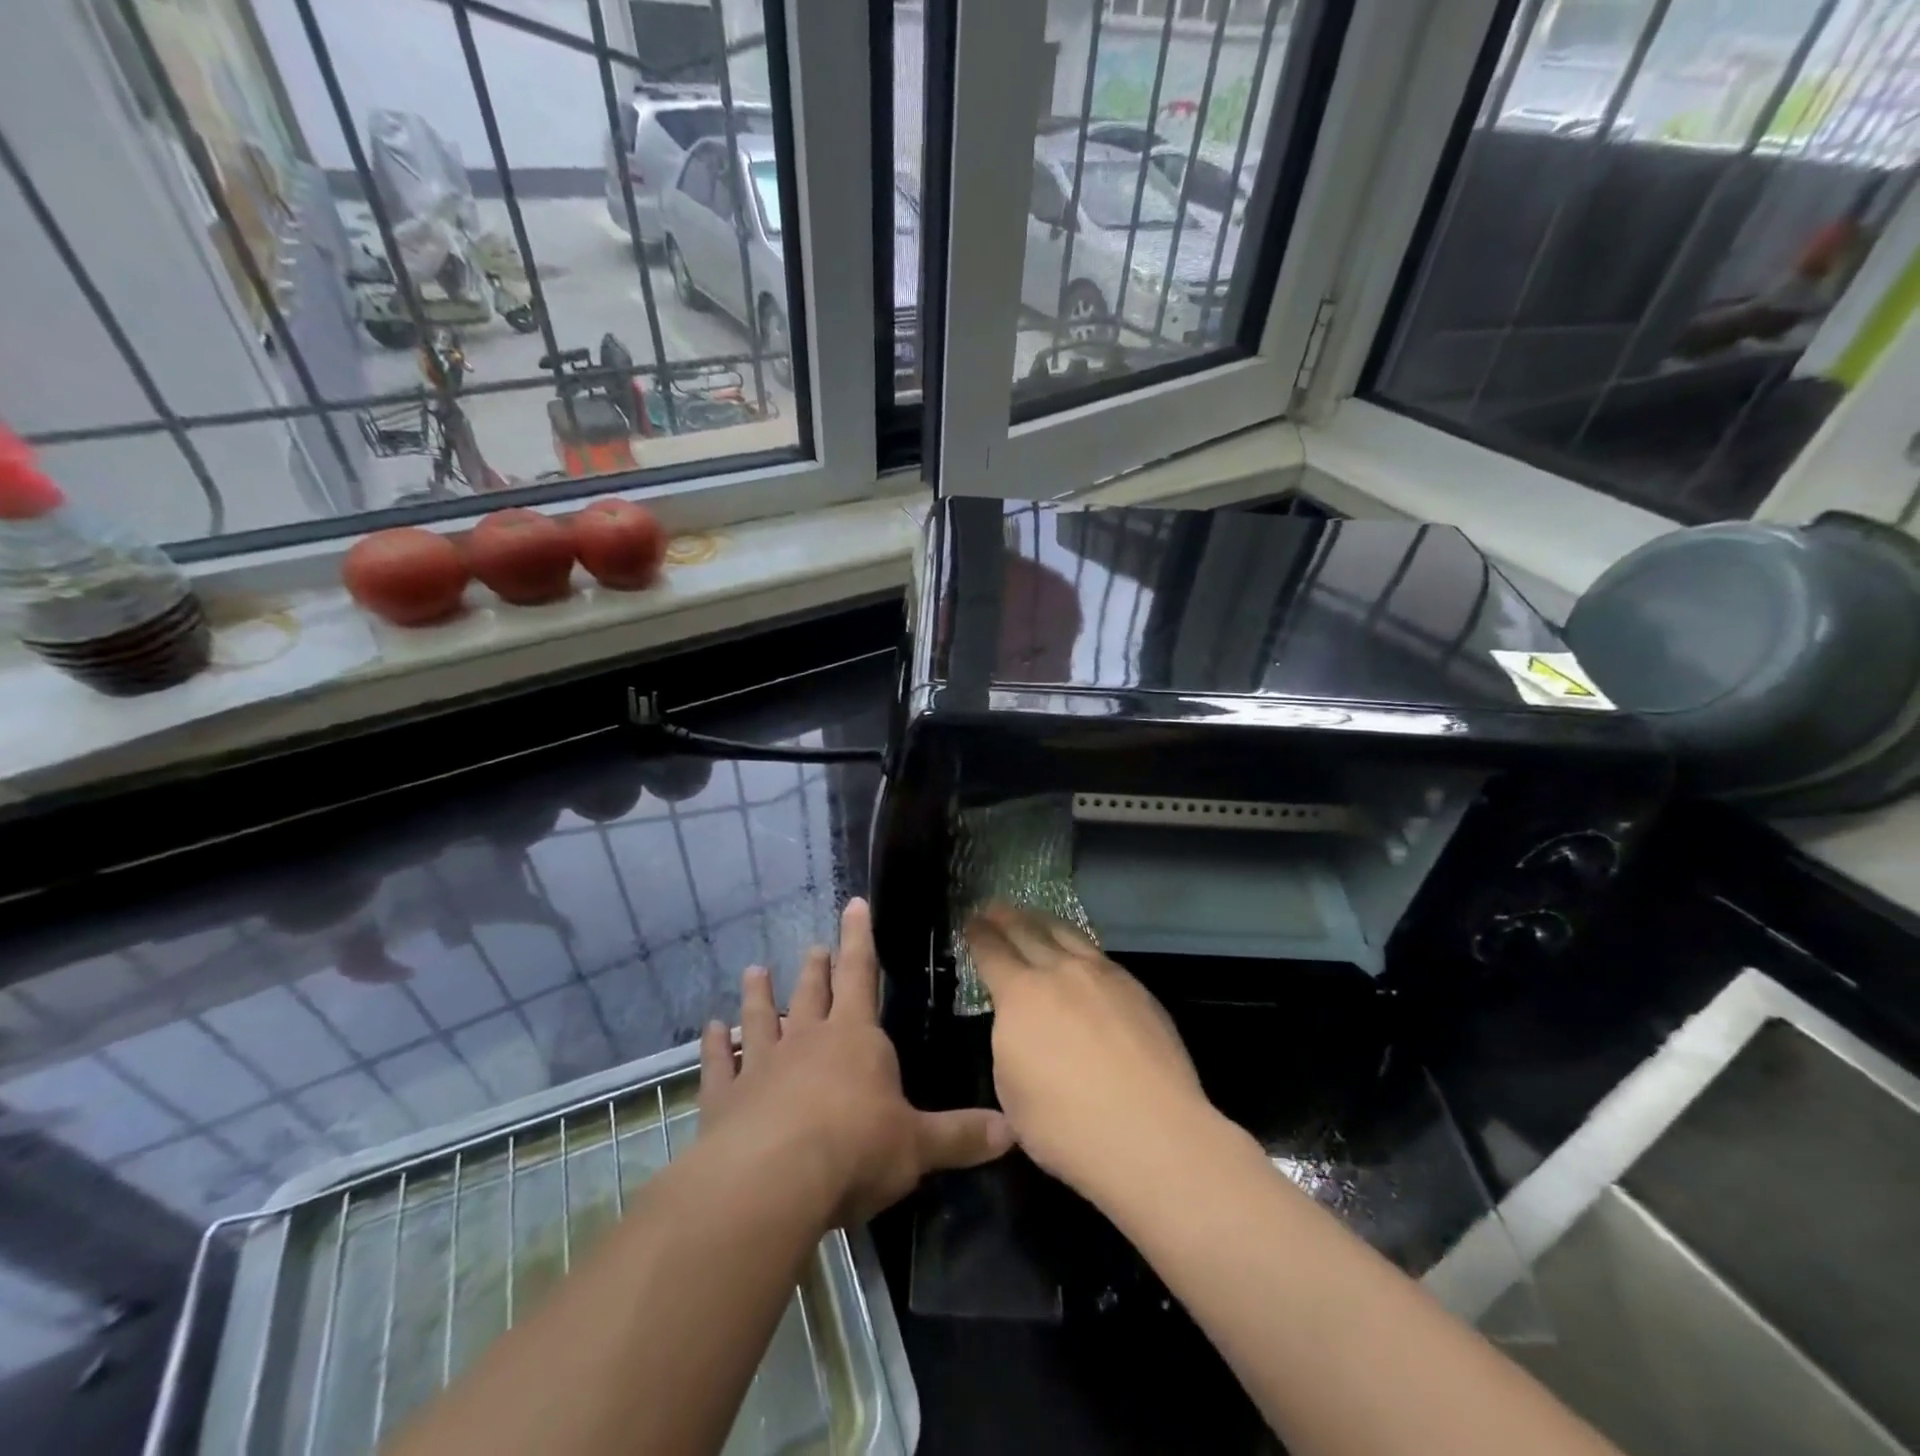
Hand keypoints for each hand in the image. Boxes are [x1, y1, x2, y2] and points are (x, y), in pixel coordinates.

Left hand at [700, 898, 1012, 1225]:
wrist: (771, 1182)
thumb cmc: (854, 1150)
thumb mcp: (917, 1146)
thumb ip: (961, 1136)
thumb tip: (1012, 1130)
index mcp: (855, 1038)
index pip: (861, 974)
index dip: (859, 938)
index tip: (853, 903)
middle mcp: (807, 1041)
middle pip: (812, 993)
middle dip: (816, 968)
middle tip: (813, 947)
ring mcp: (761, 1066)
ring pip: (760, 1019)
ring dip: (758, 996)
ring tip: (754, 971)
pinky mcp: (724, 1099)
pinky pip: (718, 1064)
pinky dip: (712, 1046)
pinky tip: (708, 1030)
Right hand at [968, 903, 1212, 1200]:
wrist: (1151, 1133)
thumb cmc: (1067, 1126)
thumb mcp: (1011, 1090)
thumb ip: (1010, 1043)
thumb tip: (1021, 1026)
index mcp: (1020, 995)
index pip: (991, 951)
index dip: (978, 934)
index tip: (971, 921)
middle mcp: (1059, 972)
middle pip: (1028, 931)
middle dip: (1007, 917)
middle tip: (995, 907)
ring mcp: (1103, 975)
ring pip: (1067, 935)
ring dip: (1044, 922)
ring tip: (1034, 916)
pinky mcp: (1137, 989)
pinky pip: (1098, 953)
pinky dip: (1078, 944)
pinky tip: (1079, 952)